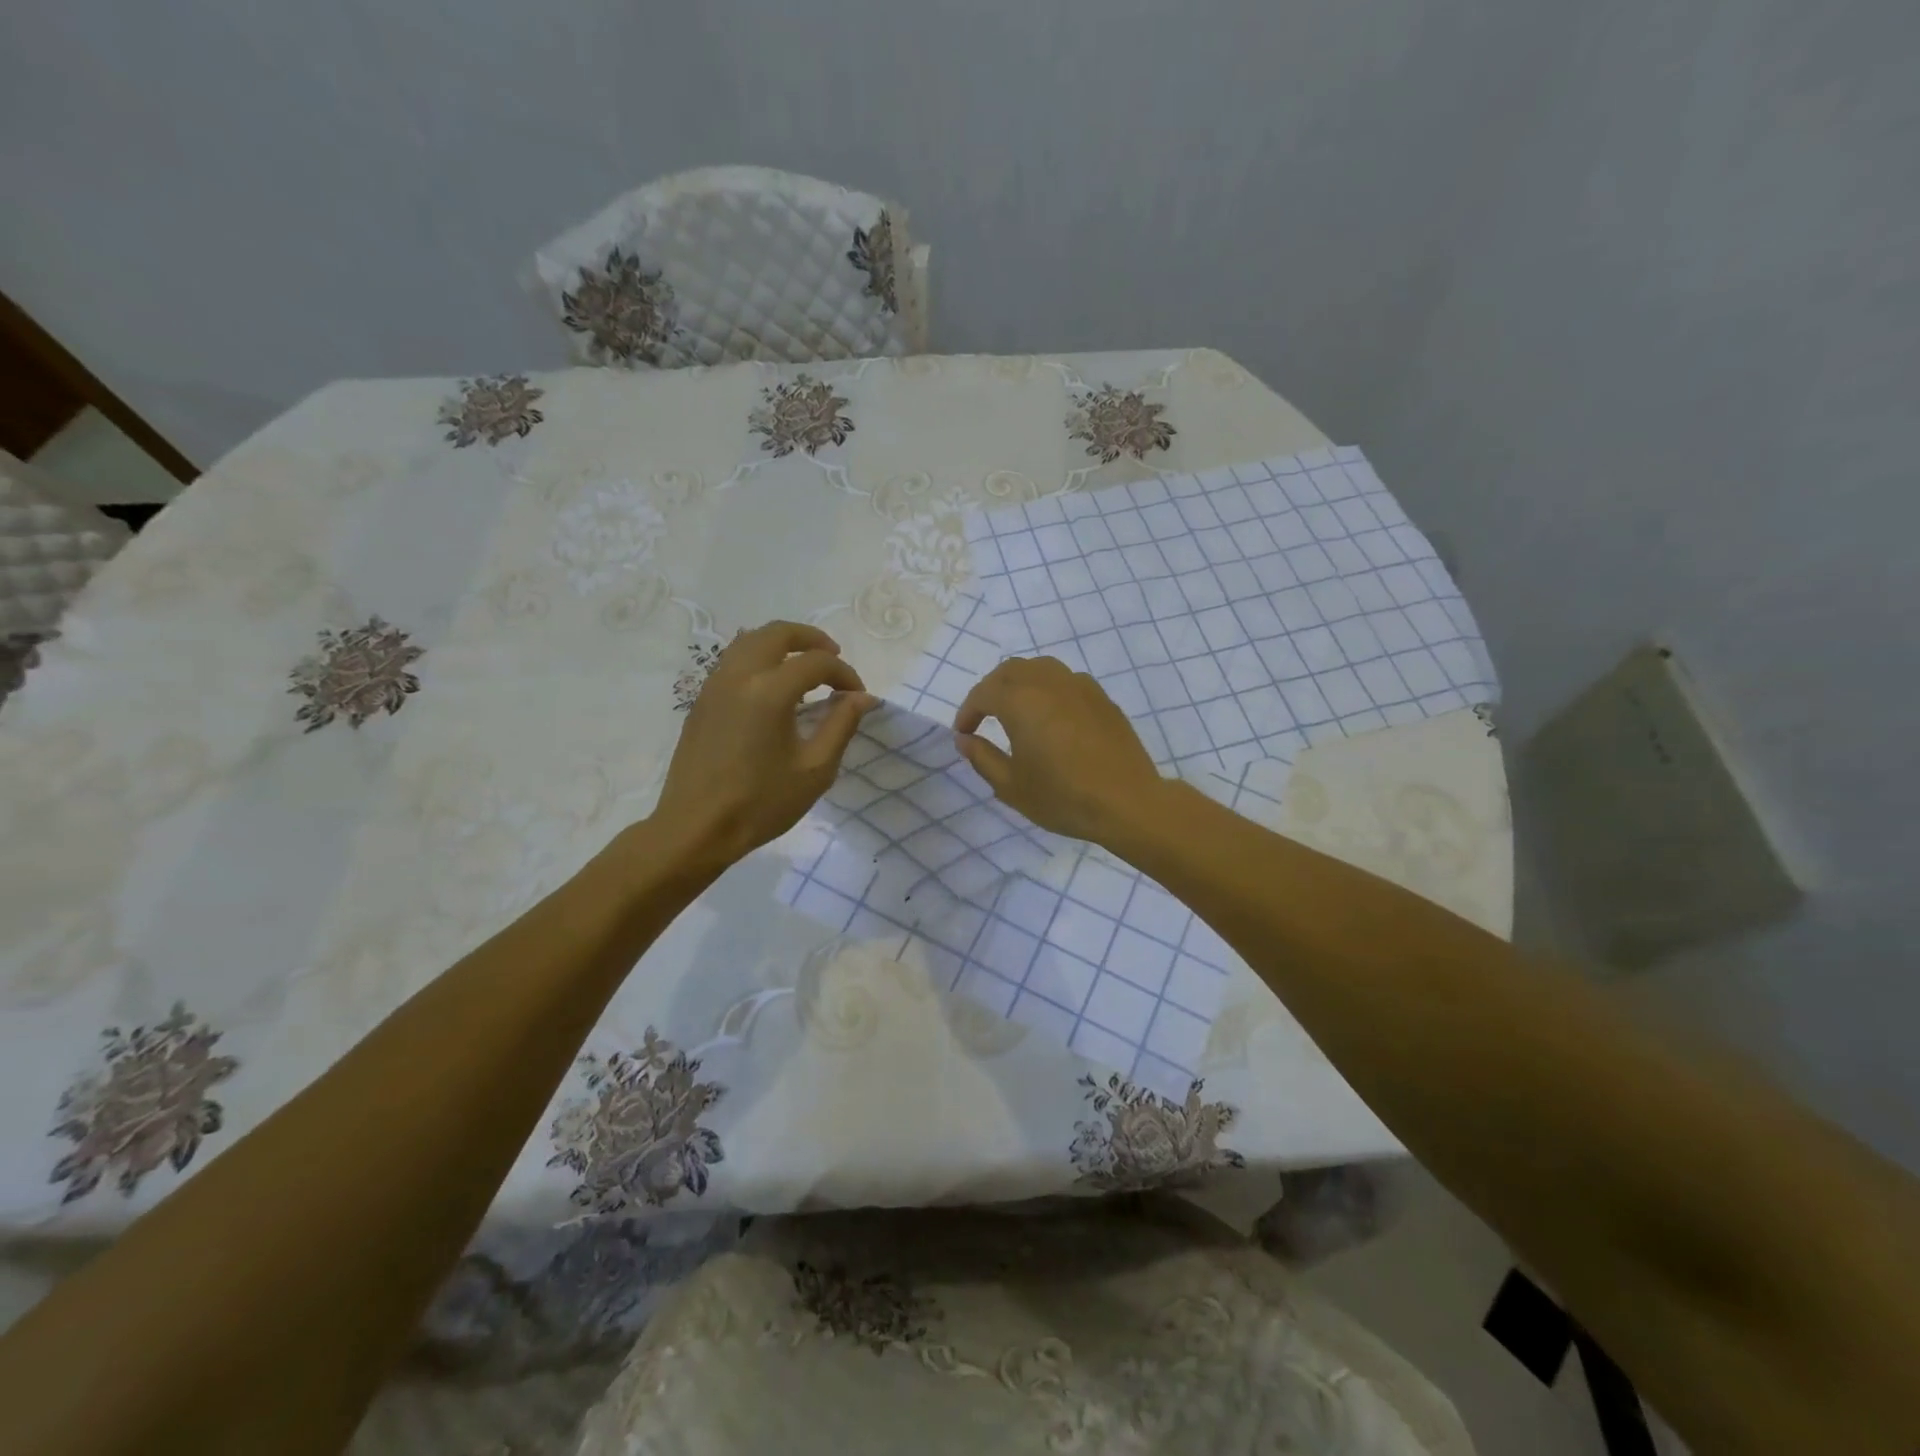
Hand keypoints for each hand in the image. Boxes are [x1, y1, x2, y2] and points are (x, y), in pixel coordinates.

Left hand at [648, 622, 877, 869]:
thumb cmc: (761, 803)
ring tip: (804, 667)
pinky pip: (732, 660)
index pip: (816, 662)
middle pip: (777, 632)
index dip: (844, 674)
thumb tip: (862, 697)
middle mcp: (738, 676)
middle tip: (834, 657)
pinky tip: (773, 687)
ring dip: (782, 644)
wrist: (696, 828)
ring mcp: (714, 685)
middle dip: (812, 639)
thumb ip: (841, 725)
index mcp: (769, 691)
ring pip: (750, 640)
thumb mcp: (815, 769)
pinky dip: (759, 658)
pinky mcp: (702, 701)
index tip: (857, 696)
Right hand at [953, 657, 1165, 843]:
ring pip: (1041, 668)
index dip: (968, 711)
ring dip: (1020, 682)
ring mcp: (1080, 686)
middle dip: (991, 689)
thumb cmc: (1063, 797)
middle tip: (984, 716)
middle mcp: (1049, 683)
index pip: (984, 693)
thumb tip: (965, 739)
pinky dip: (1048, 688)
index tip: (963, 733)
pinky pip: (1066, 680)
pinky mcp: (1102, 698)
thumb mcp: (1011, 786)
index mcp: (1021, 701)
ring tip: (1016, 709)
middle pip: (1011, 670)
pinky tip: (1051, 715)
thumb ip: (982, 758)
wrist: (1127, 802)